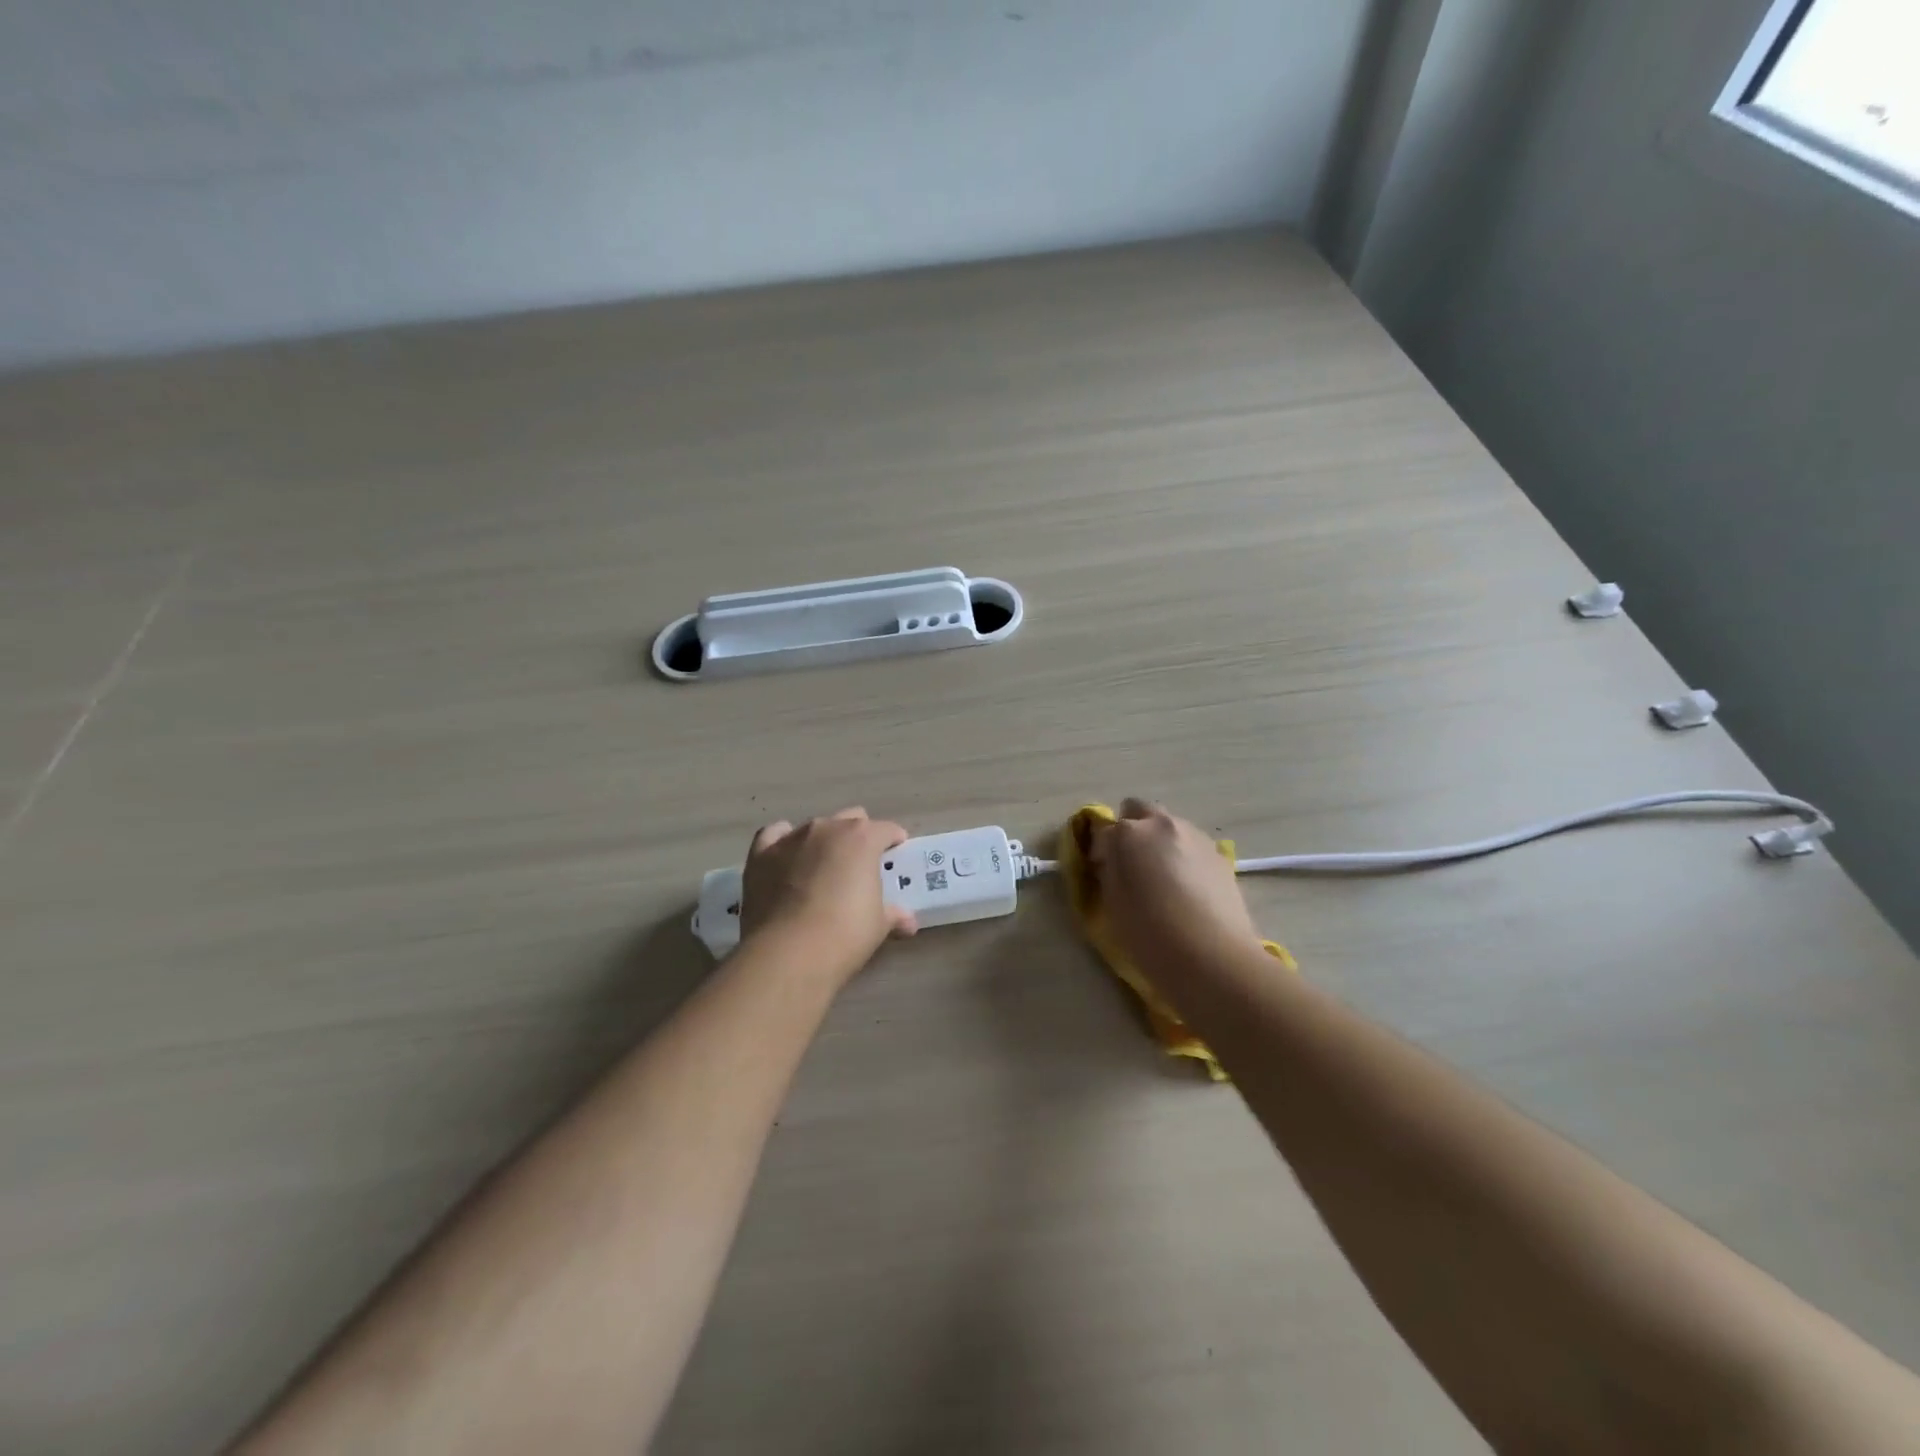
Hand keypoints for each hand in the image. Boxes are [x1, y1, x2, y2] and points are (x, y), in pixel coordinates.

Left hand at [740, 808, 916, 983]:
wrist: (788, 954)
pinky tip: (786, 857)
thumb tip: (907, 922)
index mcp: (862, 839)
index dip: (894, 841)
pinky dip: (782, 842)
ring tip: (823, 868)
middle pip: (850, 819)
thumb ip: (893, 914)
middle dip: (858, 836)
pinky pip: (774, 835)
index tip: (896, 854)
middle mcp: (827, 828)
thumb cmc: (844, 935)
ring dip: (823, 842)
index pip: (886, 829)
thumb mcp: (878, 926)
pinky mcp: (761, 855)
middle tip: (861, 865)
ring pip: (814, 827)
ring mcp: (791, 839)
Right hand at [1089, 798, 1261, 968]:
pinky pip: (1191, 845)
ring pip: (1168, 825)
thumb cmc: (1149, 933)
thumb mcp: (1112, 902)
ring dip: (1159, 841)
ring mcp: (1194, 836)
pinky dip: (1183, 856)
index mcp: (1127, 833)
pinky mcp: (1219, 854)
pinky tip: (1188, 888)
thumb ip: (1108, 871)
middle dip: (1130, 829)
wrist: (1211, 957)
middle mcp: (1161, 824)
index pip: (1102, 829)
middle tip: (1131, 864)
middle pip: (1138, 810)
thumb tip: (1112, 860)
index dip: (1099, 850)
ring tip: (1163, 878)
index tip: (1102, 872)